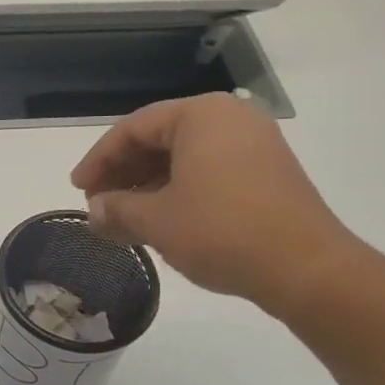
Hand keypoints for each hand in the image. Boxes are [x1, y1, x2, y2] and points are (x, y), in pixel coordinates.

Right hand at [71, 93, 360, 318]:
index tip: (78, 189)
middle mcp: (230, 119)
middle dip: (123, 173)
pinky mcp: (267, 173)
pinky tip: (160, 219)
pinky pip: (209, 171)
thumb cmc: (222, 232)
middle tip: (97, 204)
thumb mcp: (157, 221)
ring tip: (123, 217)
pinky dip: (178, 191)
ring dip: (148, 185)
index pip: (134, 128)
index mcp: (201, 115)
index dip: (99, 159)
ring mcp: (254, 145)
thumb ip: (116, 210)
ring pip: (184, 157)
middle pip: (160, 139)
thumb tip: (93, 212)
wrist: (306, 268)